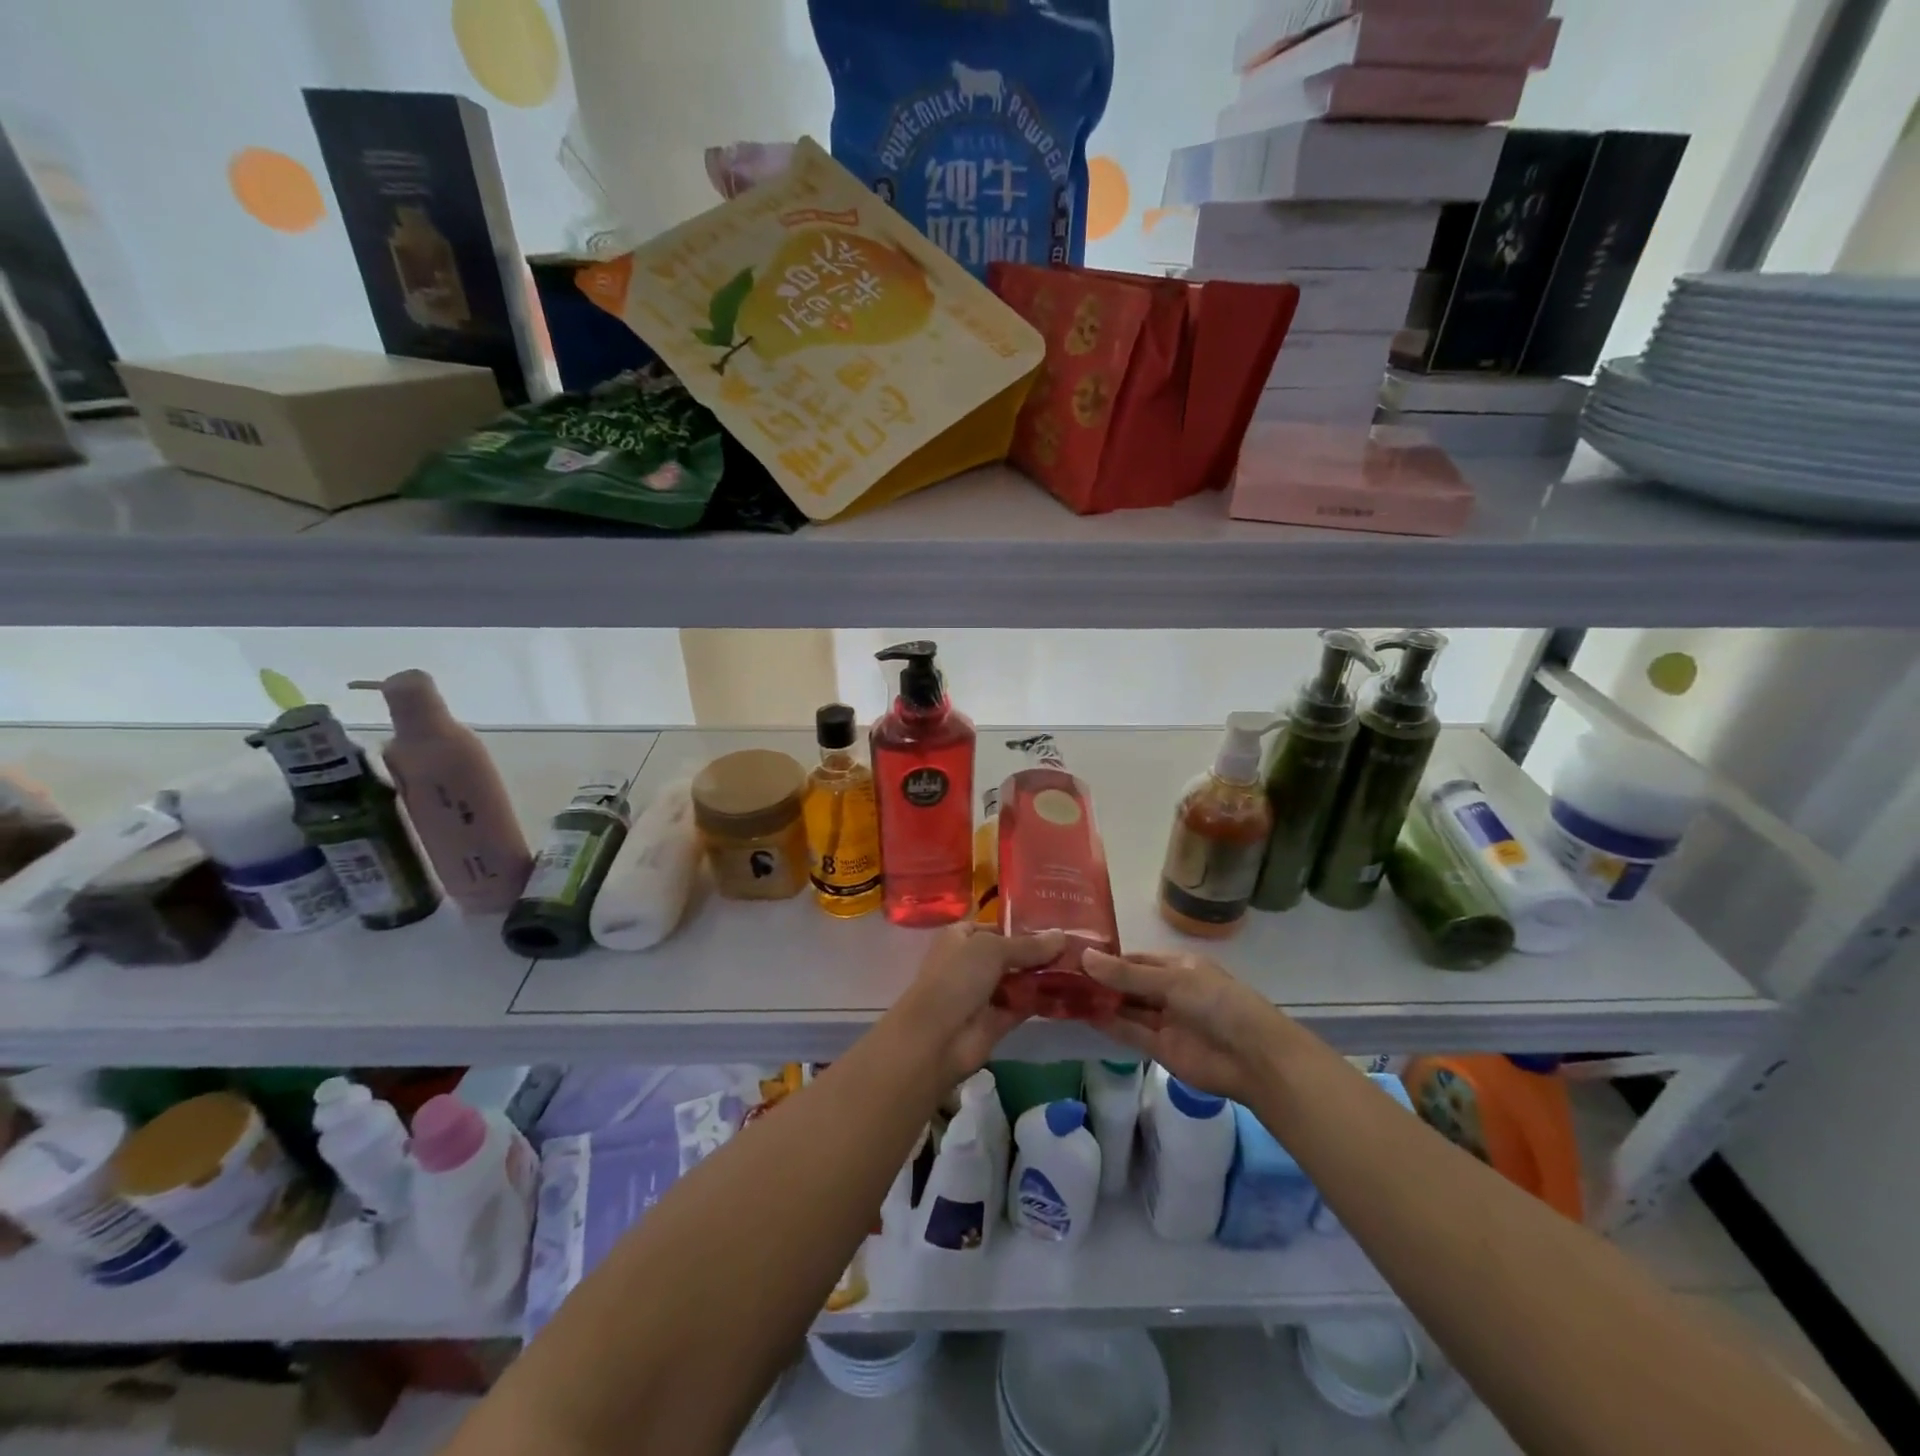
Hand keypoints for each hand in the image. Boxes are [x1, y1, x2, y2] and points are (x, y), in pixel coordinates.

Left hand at [889, 924, 1065, 1082]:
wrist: (936, 1037)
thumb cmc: (958, 978)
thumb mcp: (992, 949)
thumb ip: (1028, 945)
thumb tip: (1062, 935)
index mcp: (962, 937)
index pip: (997, 926)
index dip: (1025, 925)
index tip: (1060, 924)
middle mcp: (972, 962)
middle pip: (1012, 953)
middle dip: (1041, 952)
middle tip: (1081, 946)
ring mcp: (984, 992)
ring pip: (1020, 980)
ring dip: (1045, 976)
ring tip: (1083, 966)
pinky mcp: (997, 1021)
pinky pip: (1024, 1005)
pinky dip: (1043, 1000)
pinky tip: (1072, 993)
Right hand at [1082, 949, 1293, 1104]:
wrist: (1253, 1058)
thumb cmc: (1217, 1003)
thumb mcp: (1172, 981)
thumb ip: (1127, 974)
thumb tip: (1084, 958)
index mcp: (1178, 967)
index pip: (1135, 960)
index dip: (1108, 959)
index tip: (1074, 955)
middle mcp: (1169, 991)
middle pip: (1129, 984)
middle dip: (1101, 980)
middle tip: (1060, 975)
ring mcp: (1165, 1021)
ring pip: (1127, 1008)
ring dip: (1101, 1002)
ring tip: (1063, 993)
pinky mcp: (1160, 1049)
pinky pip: (1130, 1032)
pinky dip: (1110, 1025)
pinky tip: (1084, 1015)